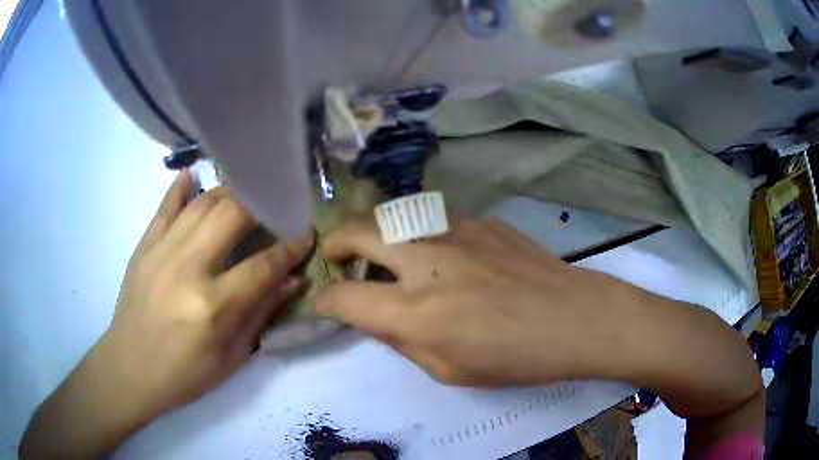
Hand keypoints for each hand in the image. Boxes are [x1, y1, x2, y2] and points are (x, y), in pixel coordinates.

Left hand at [20, 170, 311, 458]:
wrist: (130, 369)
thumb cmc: (185, 374)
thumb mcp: (231, 357)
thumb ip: (261, 314)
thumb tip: (293, 280)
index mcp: (214, 306)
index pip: (264, 264)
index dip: (290, 247)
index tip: (305, 233)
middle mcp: (188, 268)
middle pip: (233, 215)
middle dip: (262, 204)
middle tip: (276, 205)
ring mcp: (162, 251)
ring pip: (203, 203)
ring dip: (230, 193)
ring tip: (247, 193)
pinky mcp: (144, 246)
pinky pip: (166, 206)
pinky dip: (182, 187)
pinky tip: (195, 173)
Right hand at [314, 217, 645, 386]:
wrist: (574, 318)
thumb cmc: (515, 358)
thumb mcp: (449, 370)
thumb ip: (403, 341)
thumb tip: (376, 318)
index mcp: (414, 311)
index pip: (343, 297)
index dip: (324, 300)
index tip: (323, 303)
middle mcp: (426, 260)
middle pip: (356, 231)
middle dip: (334, 244)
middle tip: (338, 260)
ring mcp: (455, 231)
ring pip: (392, 215)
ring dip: (375, 234)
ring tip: (386, 256)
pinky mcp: (480, 220)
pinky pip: (433, 220)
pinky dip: (419, 236)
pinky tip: (442, 257)